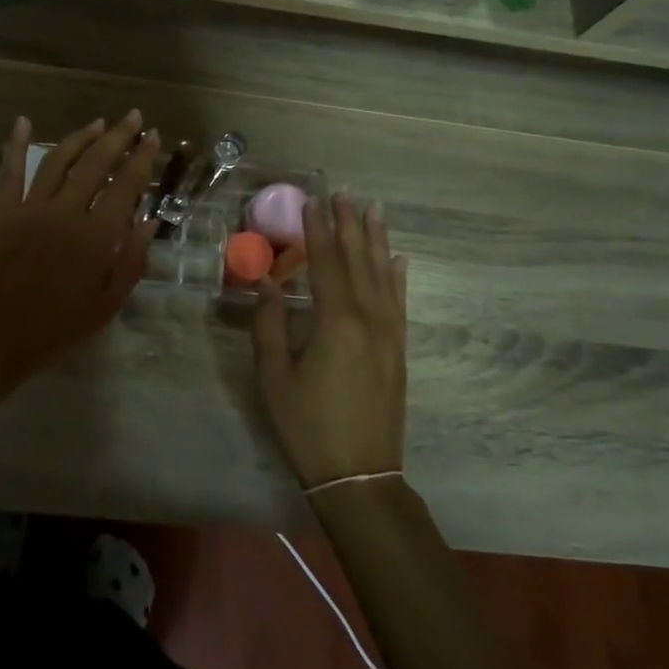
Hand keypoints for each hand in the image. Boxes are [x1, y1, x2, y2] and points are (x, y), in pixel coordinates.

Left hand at [0, 113, 159, 390]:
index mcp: (95, 237)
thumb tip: (150, 222)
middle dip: (118, 136)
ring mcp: (30, 209)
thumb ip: (131, 262)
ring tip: (99, 123)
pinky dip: (15, 145)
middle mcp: (65, 212)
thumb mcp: (105, 307)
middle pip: (95, 163)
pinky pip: (10, 172)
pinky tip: (22, 123)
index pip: (126, 185)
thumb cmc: (54, 331)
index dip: (142, 158)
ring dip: (80, 137)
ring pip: (58, 160)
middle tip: (134, 117)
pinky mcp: (2, 213)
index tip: (154, 137)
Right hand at [252, 193, 406, 489]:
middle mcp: (368, 318)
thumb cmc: (307, 425)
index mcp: (335, 321)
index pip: (325, 263)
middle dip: (349, 224)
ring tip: (373, 209)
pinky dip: (398, 276)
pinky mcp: (398, 349)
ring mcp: (389, 333)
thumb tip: (269, 282)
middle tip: (344, 193)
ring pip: (383, 275)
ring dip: (376, 240)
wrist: (359, 475)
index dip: (316, 230)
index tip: (311, 201)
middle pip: (358, 261)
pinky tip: (399, 258)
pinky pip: (399, 301)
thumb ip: (270, 324)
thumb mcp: (274, 376)